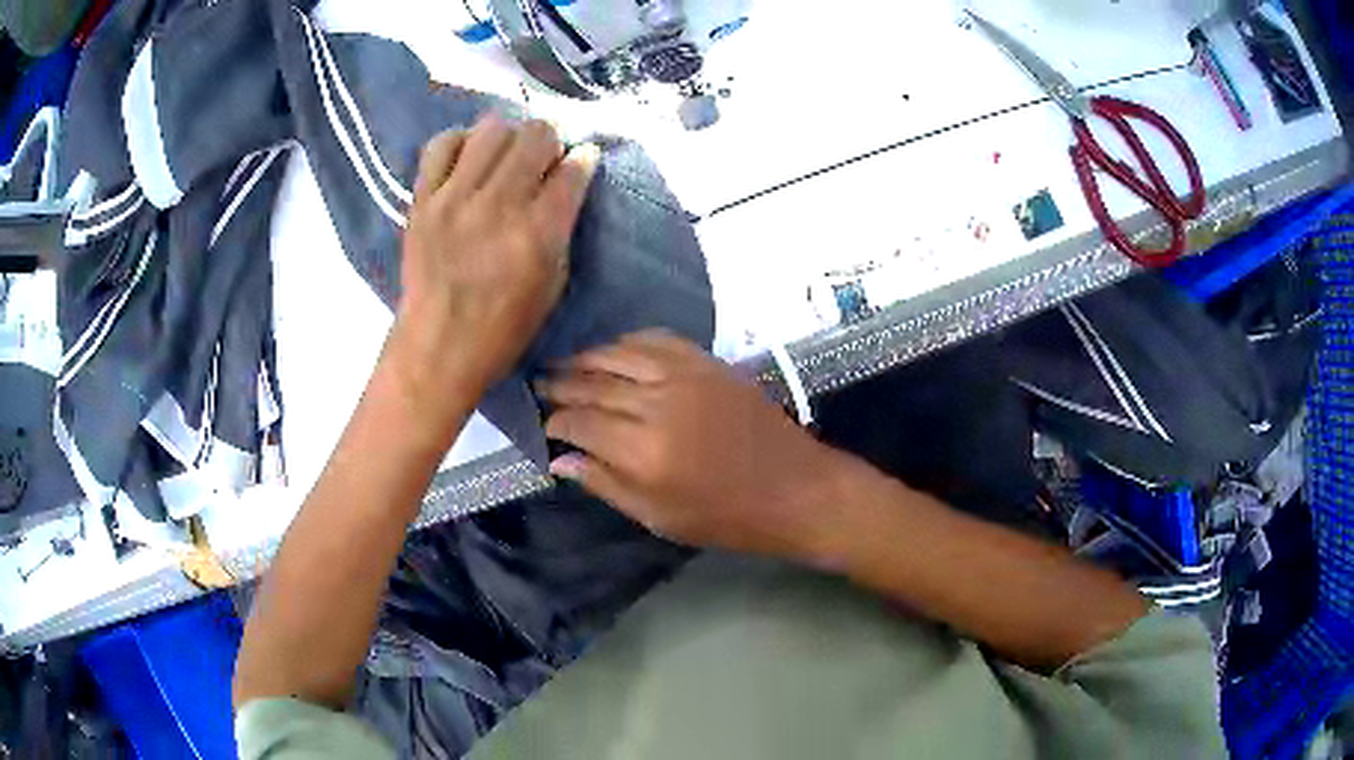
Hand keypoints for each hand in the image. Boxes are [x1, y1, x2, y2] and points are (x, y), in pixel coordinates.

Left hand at [388, 116, 600, 408]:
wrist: (438, 345)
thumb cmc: (505, 326)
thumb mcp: (554, 283)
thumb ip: (563, 227)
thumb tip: (567, 181)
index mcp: (539, 231)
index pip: (573, 167)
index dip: (583, 159)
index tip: (580, 162)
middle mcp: (499, 204)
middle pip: (537, 134)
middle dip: (549, 140)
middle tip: (543, 159)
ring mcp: (455, 197)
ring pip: (493, 128)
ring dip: (507, 136)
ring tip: (504, 157)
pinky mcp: (423, 199)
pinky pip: (442, 144)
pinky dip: (460, 143)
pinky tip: (467, 160)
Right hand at [538, 331, 854, 559]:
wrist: (793, 488)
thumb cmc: (723, 516)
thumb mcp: (657, 517)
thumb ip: (605, 484)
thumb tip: (559, 461)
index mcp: (641, 451)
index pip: (579, 423)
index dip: (555, 421)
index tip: (543, 423)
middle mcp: (656, 403)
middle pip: (594, 383)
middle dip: (562, 384)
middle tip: (539, 384)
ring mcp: (684, 376)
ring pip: (620, 354)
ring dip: (587, 357)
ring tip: (565, 363)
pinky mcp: (707, 363)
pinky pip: (658, 340)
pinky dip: (630, 341)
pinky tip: (615, 348)